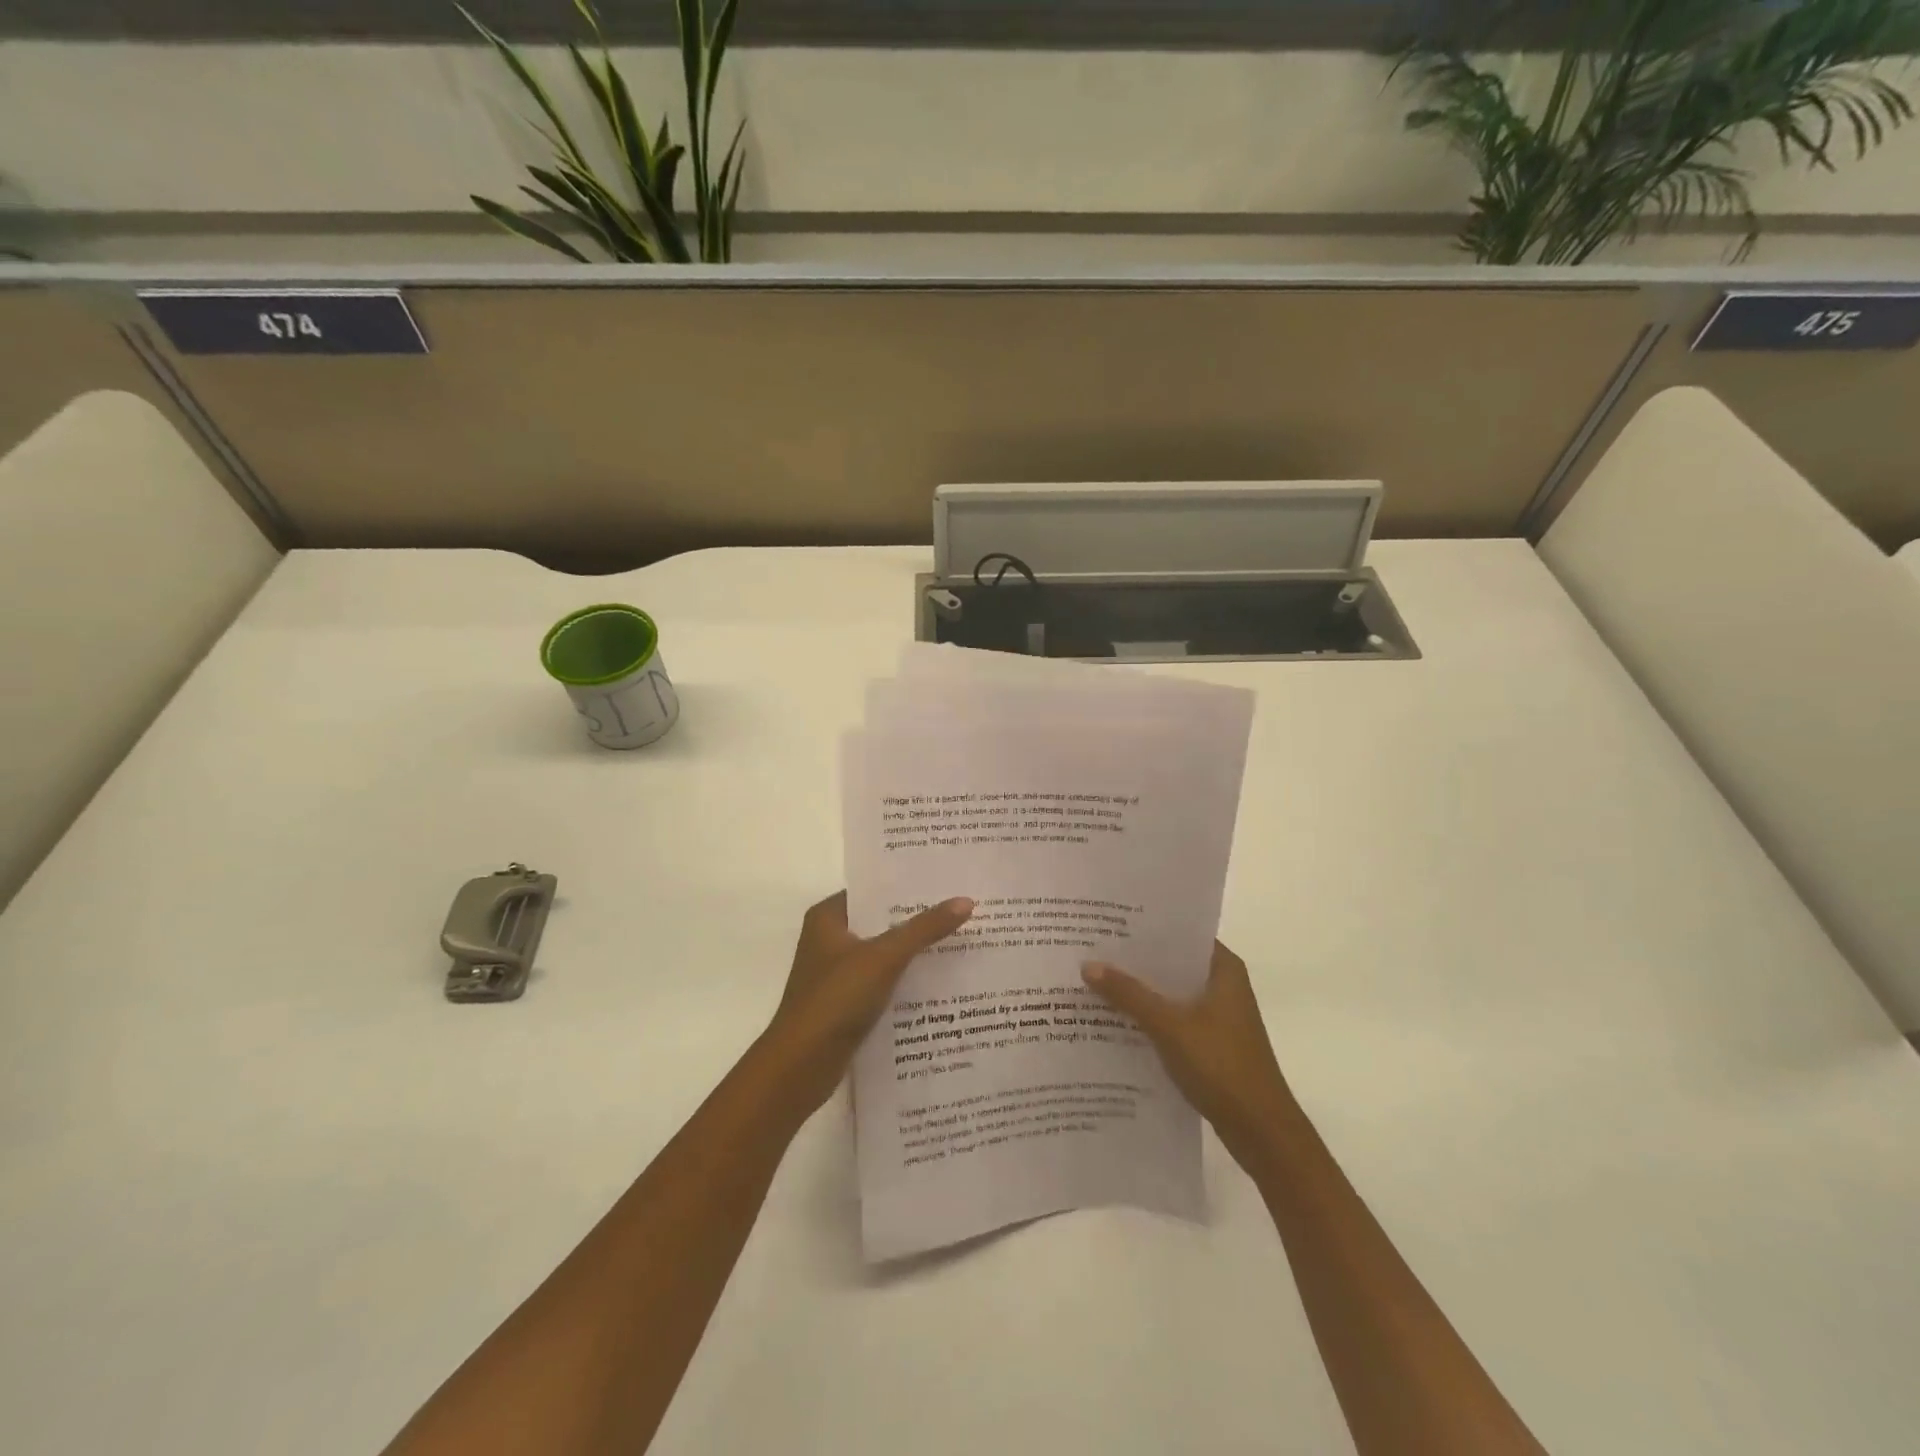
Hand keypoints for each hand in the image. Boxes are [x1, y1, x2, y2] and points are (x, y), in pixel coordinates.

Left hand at [762, 892, 974, 1114]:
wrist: (800, 1066)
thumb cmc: (836, 999)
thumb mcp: (884, 957)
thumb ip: (924, 929)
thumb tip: (966, 901)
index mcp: (827, 917)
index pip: (873, 890)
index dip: (908, 887)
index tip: (947, 882)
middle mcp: (828, 940)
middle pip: (881, 922)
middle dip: (917, 920)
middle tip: (963, 911)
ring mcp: (836, 974)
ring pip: (883, 954)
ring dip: (914, 952)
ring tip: (960, 941)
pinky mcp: (845, 1004)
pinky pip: (882, 982)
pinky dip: (905, 981)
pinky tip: (939, 982)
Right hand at [1082, 941, 1294, 1167]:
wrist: (1261, 1132)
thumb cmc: (1222, 1066)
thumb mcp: (1169, 1026)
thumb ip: (1129, 994)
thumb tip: (1088, 965)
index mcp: (1223, 969)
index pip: (1181, 934)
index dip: (1146, 927)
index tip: (1109, 921)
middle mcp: (1223, 985)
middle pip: (1172, 963)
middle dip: (1135, 960)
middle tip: (1092, 948)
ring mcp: (1218, 1016)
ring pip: (1171, 993)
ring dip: (1140, 991)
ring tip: (1095, 980)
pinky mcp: (1210, 1043)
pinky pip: (1173, 1019)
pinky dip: (1149, 1017)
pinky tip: (1115, 1019)